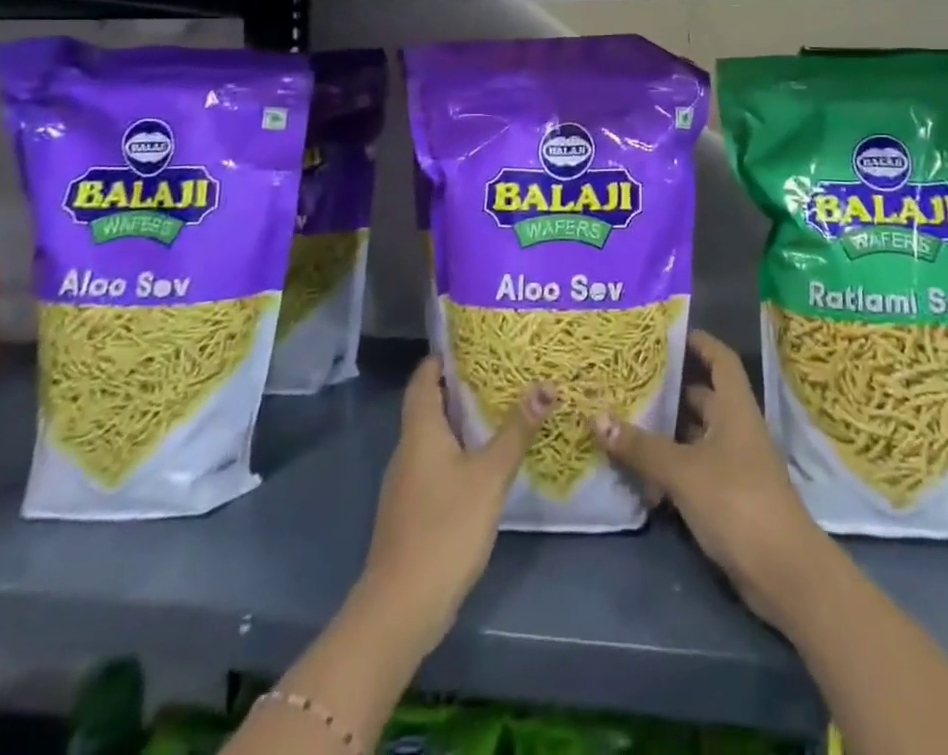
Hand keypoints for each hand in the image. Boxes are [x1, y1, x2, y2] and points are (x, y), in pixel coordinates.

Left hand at [358, 356, 552, 652]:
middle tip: (503, 370)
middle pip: (430, 404)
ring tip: (503, 407)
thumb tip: (546, 385)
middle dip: (462, 386)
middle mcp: (408, 449)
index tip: (476, 341)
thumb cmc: (445, 527)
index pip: (424, 378)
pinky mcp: (414, 509)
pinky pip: (437, 464)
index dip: (444, 357)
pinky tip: (488, 460)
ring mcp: (408, 482)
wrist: (401, 608)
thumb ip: (516, 430)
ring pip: (435, 436)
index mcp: (420, 431)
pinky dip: (460, 452)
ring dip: (463, 420)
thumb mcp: (490, 474)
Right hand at [594, 330, 827, 631]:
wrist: (784, 572)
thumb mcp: (683, 471)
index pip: (720, 359)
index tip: (669, 333)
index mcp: (734, 408)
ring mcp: (735, 464)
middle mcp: (737, 428)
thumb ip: (641, 446)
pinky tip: (641, 476)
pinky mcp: (729, 497)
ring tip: (624, 423)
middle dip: (670, 390)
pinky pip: (695, 469)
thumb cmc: (737, 502)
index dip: (700, 342)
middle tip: (630, 381)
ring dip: (665, 432)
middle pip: (703, 397)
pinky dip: (671, 468)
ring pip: (696, 436)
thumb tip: (597, 417)